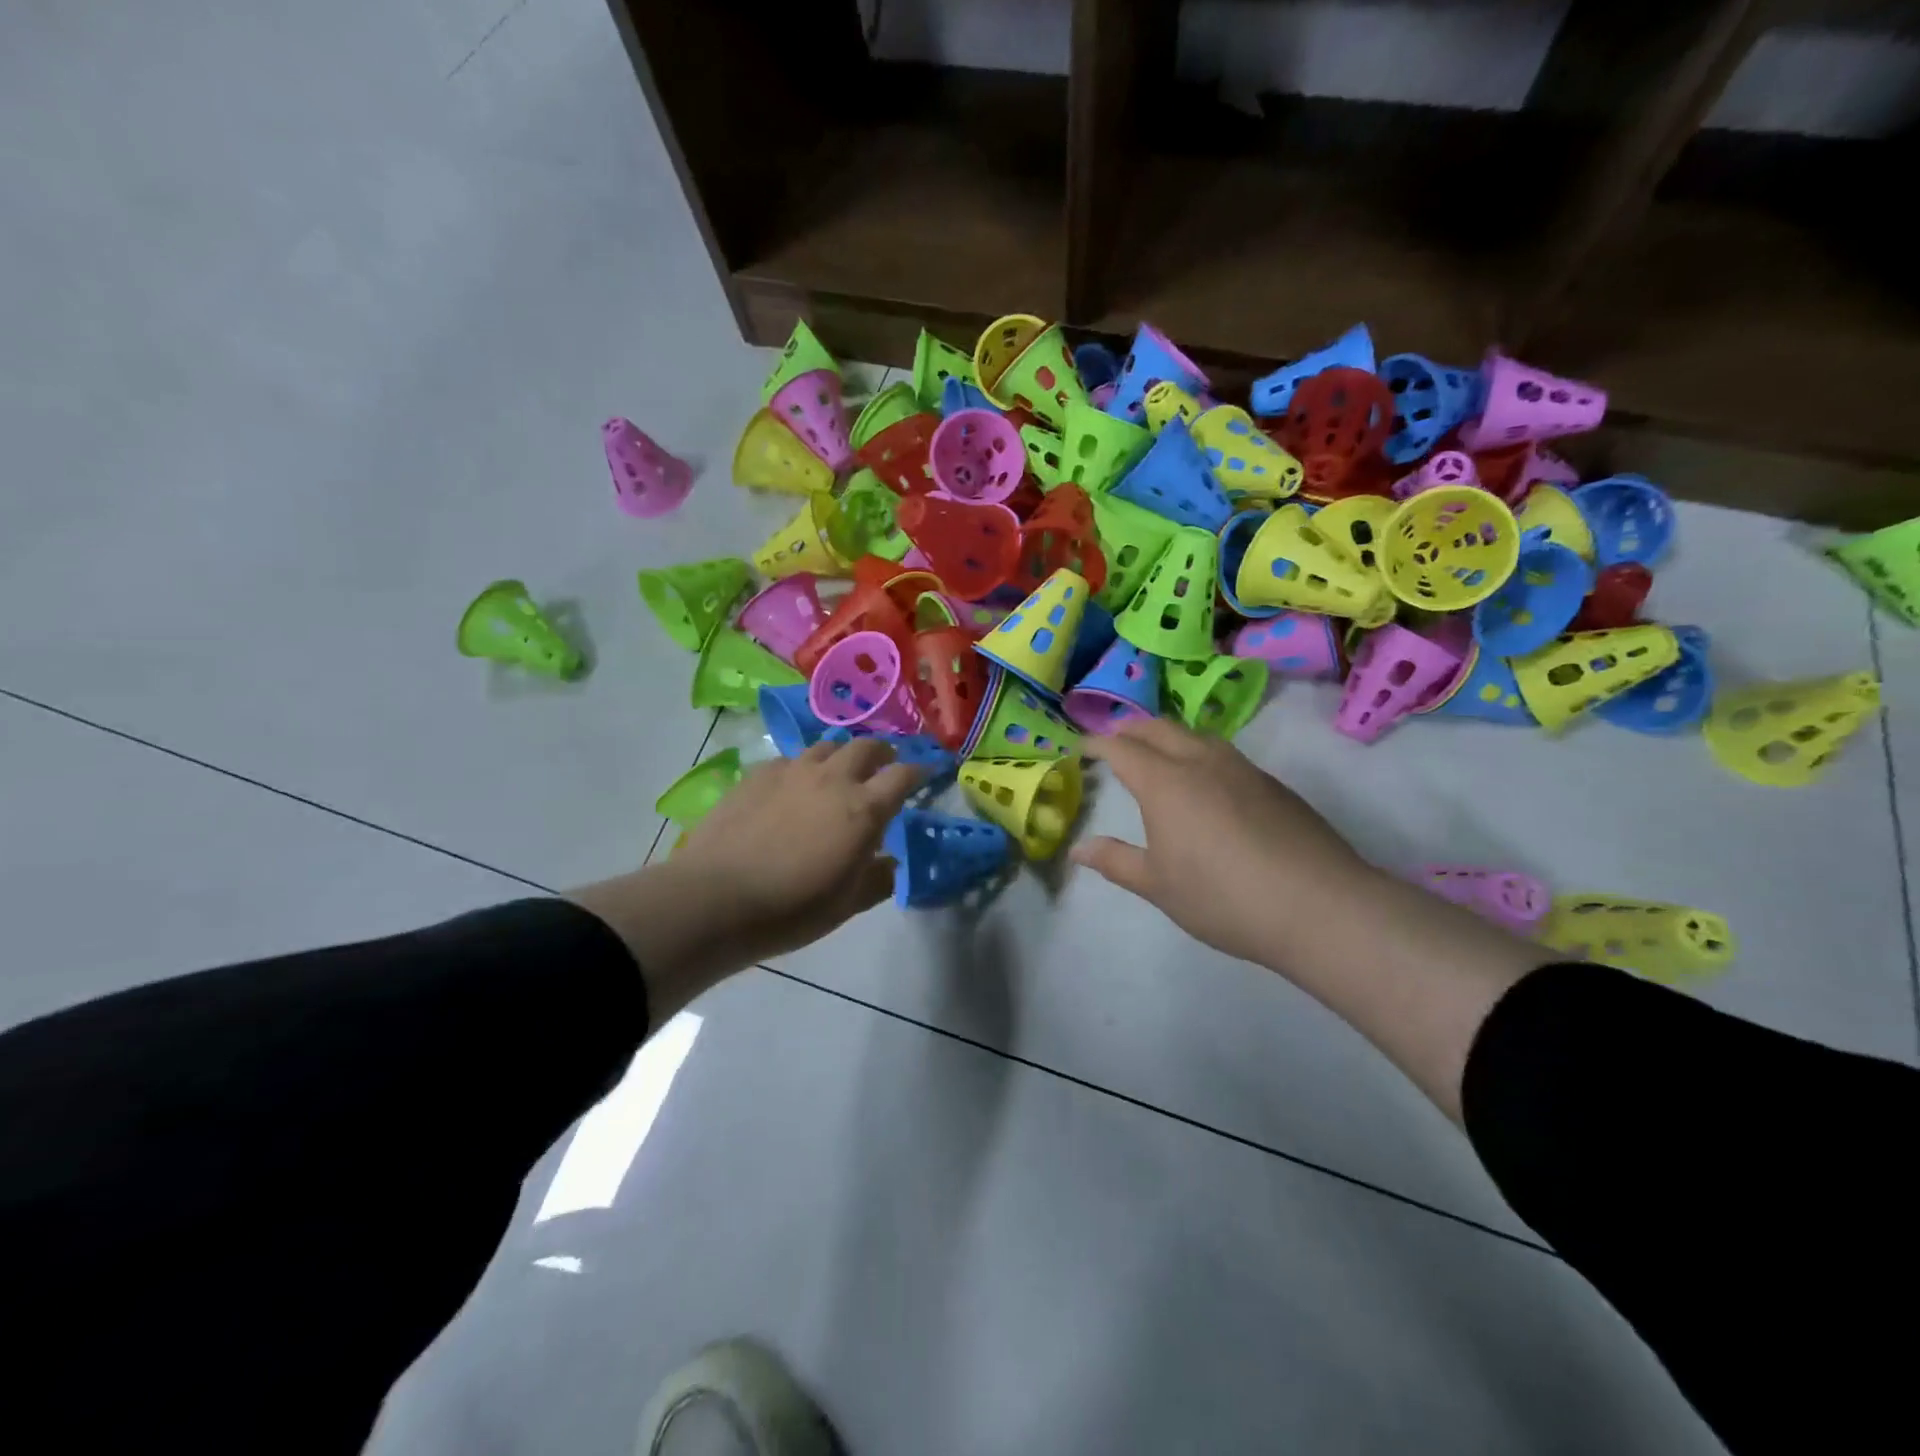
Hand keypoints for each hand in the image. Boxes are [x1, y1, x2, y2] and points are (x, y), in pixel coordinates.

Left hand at [571, 739, 921, 1020]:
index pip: (903, 776)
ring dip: (842, 755)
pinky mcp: (758, 774)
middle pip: (867, 747)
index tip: (925, 775)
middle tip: (884, 766)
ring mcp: (793, 771)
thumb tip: (890, 863)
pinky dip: (803, 767)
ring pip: (827, 746)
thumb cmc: (792, 908)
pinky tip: (794, 786)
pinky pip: (790, 759)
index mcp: (864, 809)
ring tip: (840, 772)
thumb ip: (878, 879)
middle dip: (883, 754)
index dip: (919, 772)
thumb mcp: (847, 905)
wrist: (716, 898)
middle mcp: (833, 779)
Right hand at [1072, 717, 1377, 972]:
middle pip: (1159, 728)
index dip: (1097, 743)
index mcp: (1166, 783)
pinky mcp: (1272, 784)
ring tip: (1157, 755)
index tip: (1081, 747)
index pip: (1122, 748)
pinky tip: (1206, 783)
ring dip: (1168, 736)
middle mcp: (1202, 762)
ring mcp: (1243, 769)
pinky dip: (1199, 753)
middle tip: (1114, 742)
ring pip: (1196, 735)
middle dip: (1131, 730)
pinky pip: (1223, 753)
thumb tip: (1078, 849)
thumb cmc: (1223, 897)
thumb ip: (1116, 861)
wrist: (1319, 906)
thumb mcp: (1159, 886)